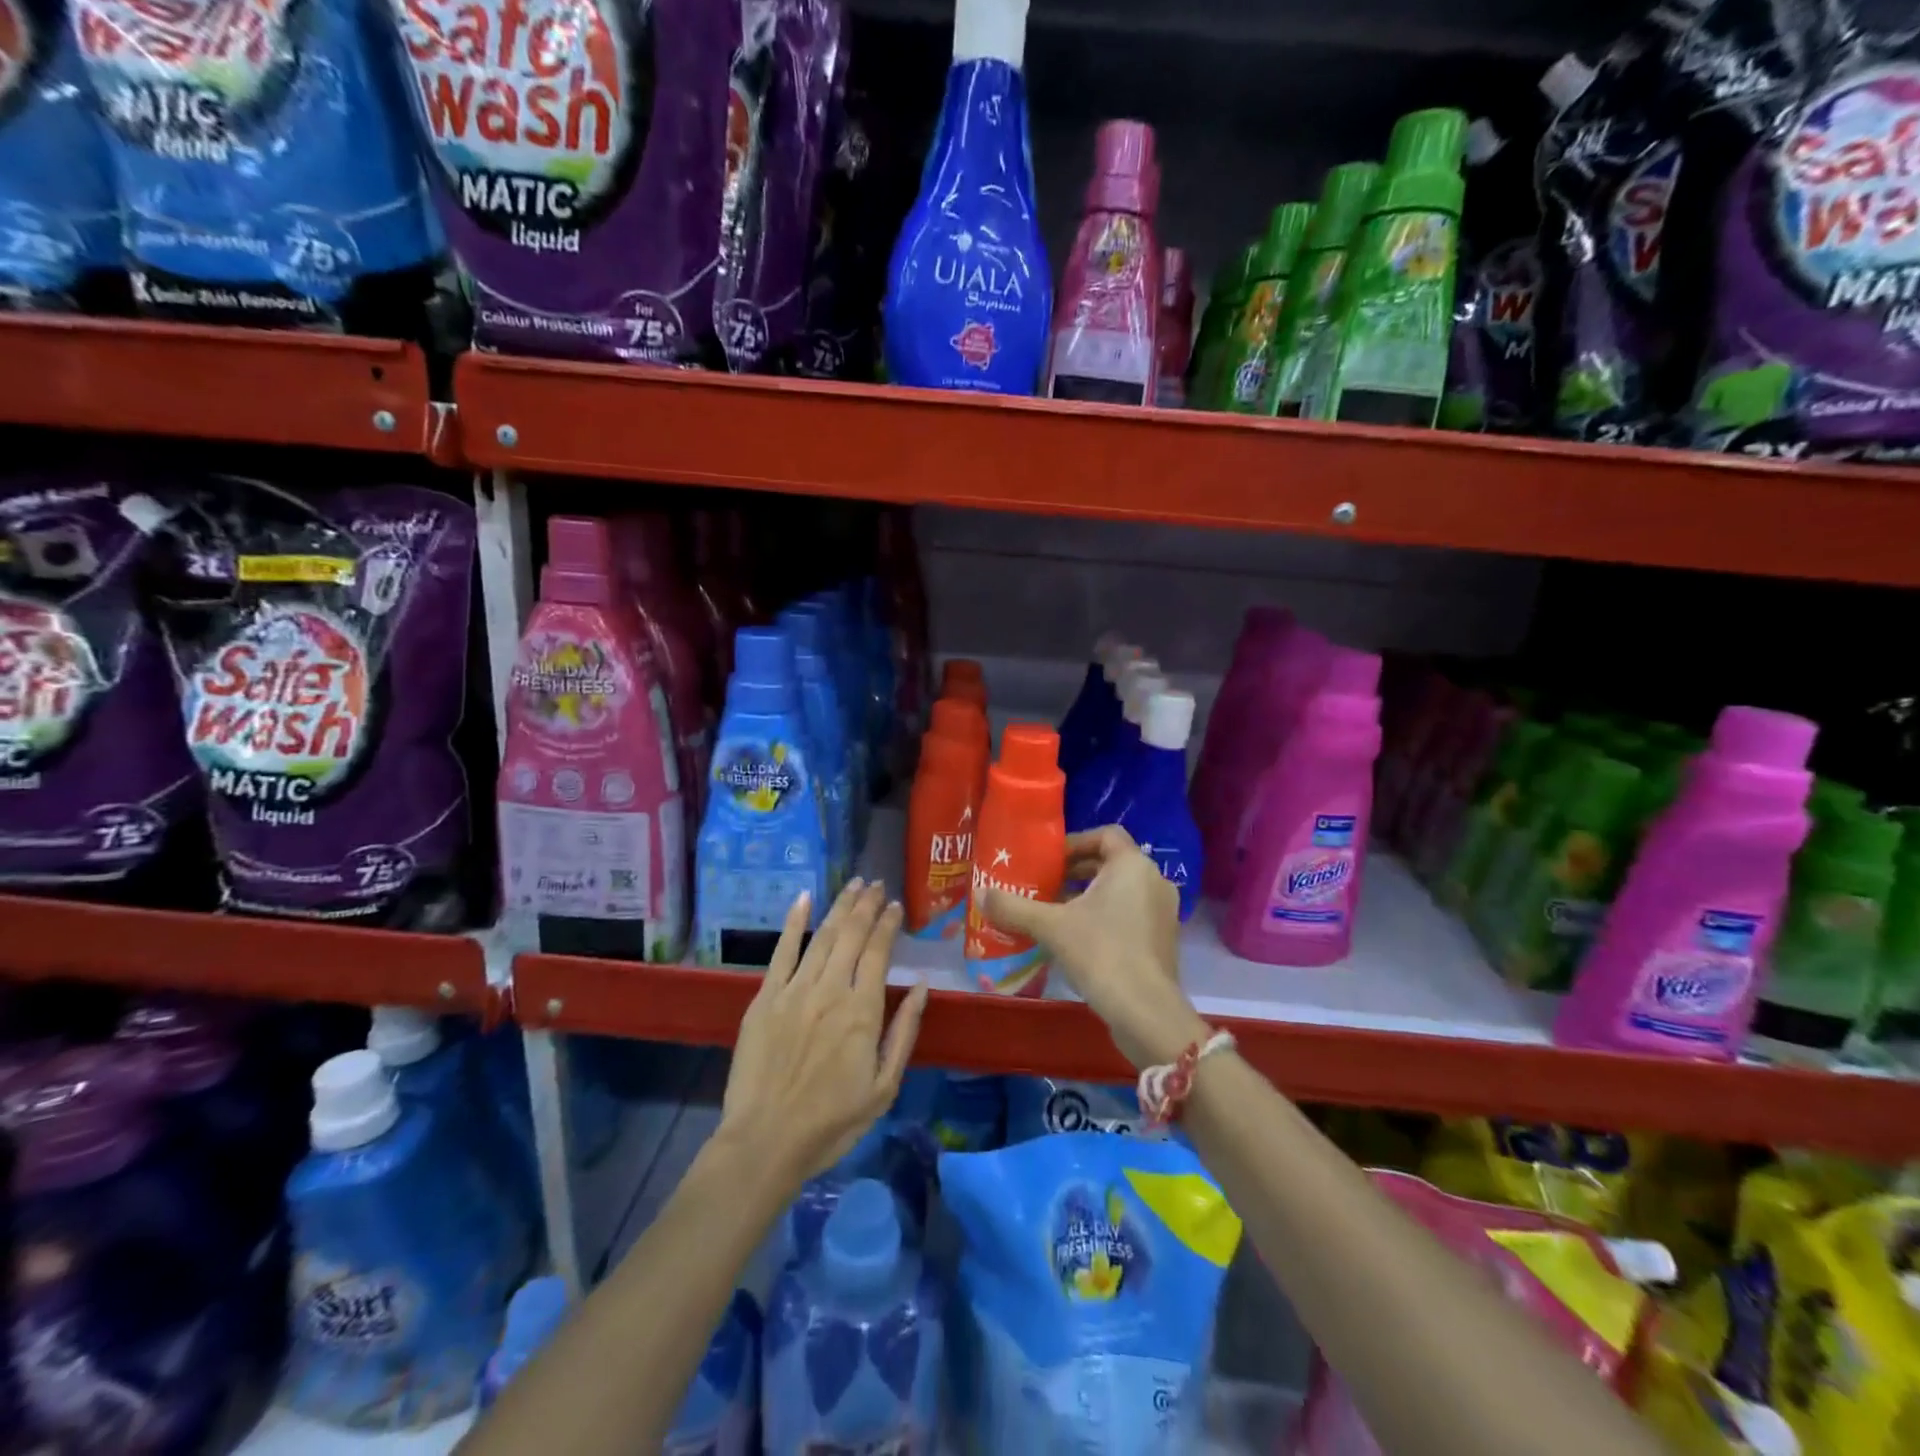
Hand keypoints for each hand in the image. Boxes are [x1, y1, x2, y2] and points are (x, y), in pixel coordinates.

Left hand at [719, 878, 929, 1191]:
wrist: (765, 1141)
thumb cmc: (832, 1122)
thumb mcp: (884, 1088)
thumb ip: (904, 1033)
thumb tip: (922, 986)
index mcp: (862, 1011)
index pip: (879, 952)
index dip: (888, 924)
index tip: (895, 905)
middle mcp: (830, 989)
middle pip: (852, 934)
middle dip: (866, 905)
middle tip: (875, 883)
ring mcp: (794, 990)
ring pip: (822, 936)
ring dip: (840, 906)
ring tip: (853, 884)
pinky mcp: (765, 998)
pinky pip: (782, 951)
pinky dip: (793, 922)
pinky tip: (803, 898)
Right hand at [982, 826, 1206, 1068]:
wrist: (1145, 1011)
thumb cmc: (1101, 953)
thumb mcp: (1051, 926)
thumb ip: (1014, 907)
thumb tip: (979, 894)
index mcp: (1132, 866)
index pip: (1105, 835)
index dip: (1075, 843)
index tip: (1049, 861)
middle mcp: (1153, 881)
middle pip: (1111, 863)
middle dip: (1076, 872)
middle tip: (1045, 886)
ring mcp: (1163, 912)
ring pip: (1121, 891)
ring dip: (1089, 896)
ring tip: (1055, 912)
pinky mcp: (1163, 940)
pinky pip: (1131, 914)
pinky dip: (1105, 916)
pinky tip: (1078, 939)